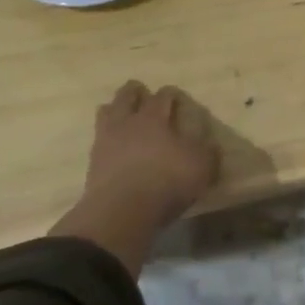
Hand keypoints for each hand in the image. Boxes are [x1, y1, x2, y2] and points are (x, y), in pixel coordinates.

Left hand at [57, 81, 219, 272]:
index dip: (170, 94)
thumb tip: (211, 144)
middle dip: (135, 92)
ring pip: (105, 112)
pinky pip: (98, 139)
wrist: (121, 212)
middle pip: (126, 96)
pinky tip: (114, 144)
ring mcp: (106, 141)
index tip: (175, 97)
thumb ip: (207, 151)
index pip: (162, 96)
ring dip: (115, 109)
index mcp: (153, 117)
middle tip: (141, 93)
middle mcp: (127, 122)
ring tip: (122, 114)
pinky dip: (107, 137)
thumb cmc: (166, 181)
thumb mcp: (201, 166)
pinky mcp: (93, 162)